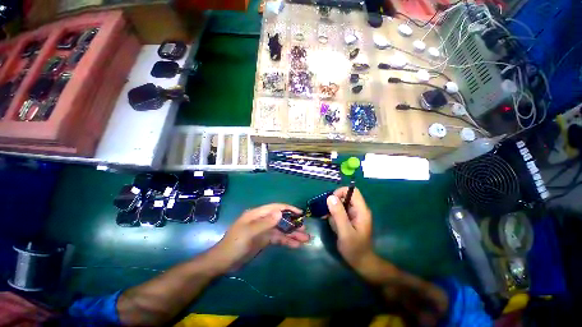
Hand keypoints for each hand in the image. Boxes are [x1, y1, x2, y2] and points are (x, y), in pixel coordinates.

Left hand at [211, 203, 309, 271]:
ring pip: (281, 230)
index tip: (300, 213)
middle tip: (305, 229)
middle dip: (293, 223)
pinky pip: (278, 238)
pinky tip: (296, 245)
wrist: (224, 262)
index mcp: (257, 214)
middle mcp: (262, 220)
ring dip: (292, 234)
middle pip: (281, 219)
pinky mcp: (265, 240)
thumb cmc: (235, 244)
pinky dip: (287, 241)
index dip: (288, 209)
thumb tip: (280, 212)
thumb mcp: (249, 233)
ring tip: (305, 239)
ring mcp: (264, 230)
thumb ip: (265, 223)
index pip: (275, 207)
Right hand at [326, 187, 375, 275]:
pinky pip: (340, 211)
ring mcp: (354, 214)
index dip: (340, 192)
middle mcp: (359, 209)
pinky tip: (334, 226)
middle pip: (345, 197)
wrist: (361, 262)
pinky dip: (334, 216)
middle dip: (335, 204)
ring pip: (340, 204)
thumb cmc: (354, 249)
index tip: (331, 202)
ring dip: (333, 212)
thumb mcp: (345, 232)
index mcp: (361, 210)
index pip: (352, 191)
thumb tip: (330, 197)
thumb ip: (338, 214)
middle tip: (328, 214)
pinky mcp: (350, 218)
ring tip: (333, 224)